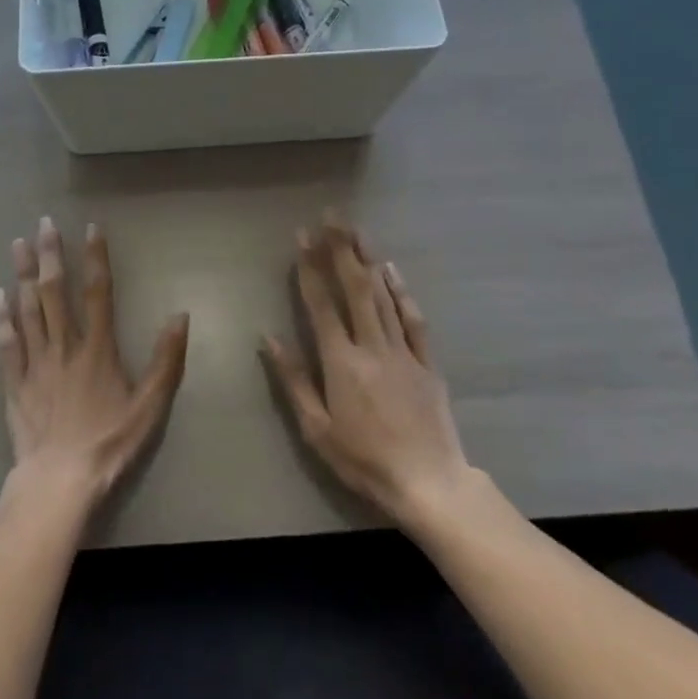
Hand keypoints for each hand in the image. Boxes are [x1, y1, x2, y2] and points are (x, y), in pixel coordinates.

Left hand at [0, 216, 189, 510]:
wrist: (59, 479)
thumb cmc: (109, 442)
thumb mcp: (150, 406)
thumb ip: (166, 360)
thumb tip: (180, 316)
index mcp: (97, 348)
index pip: (98, 292)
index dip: (95, 257)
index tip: (90, 227)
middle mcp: (64, 346)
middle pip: (54, 292)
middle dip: (50, 255)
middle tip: (42, 223)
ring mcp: (35, 363)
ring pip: (27, 310)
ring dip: (23, 275)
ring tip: (18, 245)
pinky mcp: (15, 383)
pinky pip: (7, 343)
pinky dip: (2, 318)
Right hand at [262, 216, 471, 528]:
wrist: (429, 483)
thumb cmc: (364, 460)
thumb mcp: (316, 429)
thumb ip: (293, 380)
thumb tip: (268, 337)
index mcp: (341, 362)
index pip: (321, 304)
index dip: (310, 267)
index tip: (302, 236)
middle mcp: (372, 346)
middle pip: (356, 288)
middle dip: (341, 248)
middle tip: (332, 215)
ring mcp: (403, 351)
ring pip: (384, 295)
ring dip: (369, 259)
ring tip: (356, 229)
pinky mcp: (426, 362)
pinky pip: (413, 319)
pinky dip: (402, 291)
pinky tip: (392, 269)